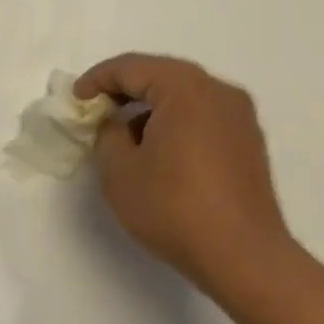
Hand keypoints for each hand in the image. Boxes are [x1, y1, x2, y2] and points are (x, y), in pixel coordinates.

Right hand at [75, 55, 291, 289]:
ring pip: (185, 96)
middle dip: (125, 90)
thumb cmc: (173, 208)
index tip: (75, 99)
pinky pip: (203, 116)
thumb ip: (108, 135)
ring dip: (151, 107)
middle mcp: (219, 92)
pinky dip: (176, 122)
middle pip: (162, 75)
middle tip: (96, 110)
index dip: (97, 79)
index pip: (132, 67)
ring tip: (125, 135)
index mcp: (186, 89)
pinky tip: (159, 152)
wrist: (242, 255)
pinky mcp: (249, 142)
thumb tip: (117, 125)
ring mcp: (240, 117)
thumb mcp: (120, 172)